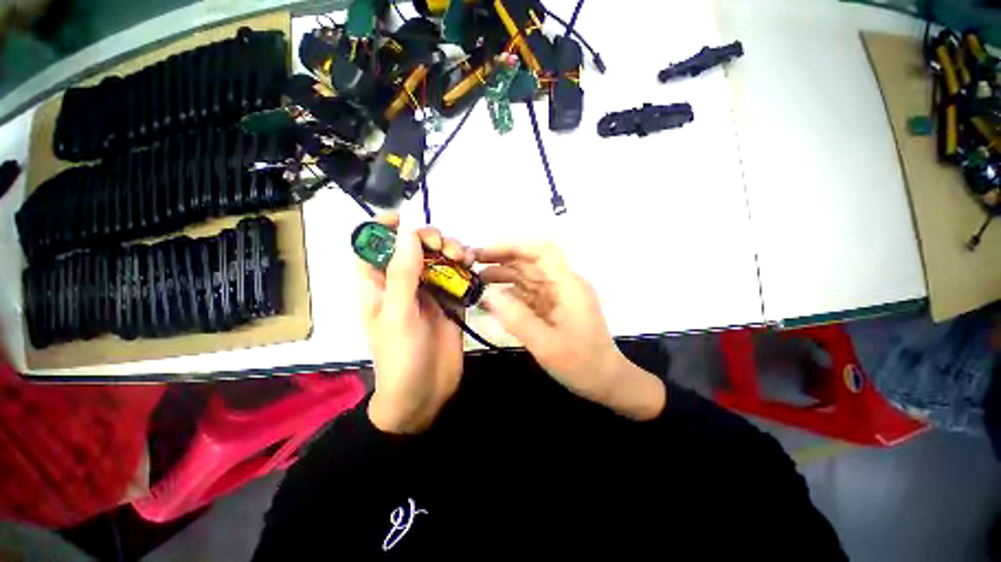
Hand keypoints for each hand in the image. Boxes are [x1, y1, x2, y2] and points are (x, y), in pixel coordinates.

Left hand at [358, 213, 470, 433]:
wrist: (425, 394)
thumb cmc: (401, 358)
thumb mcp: (398, 314)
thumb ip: (402, 274)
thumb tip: (407, 232)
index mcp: (378, 286)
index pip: (370, 246)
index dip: (381, 228)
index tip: (404, 218)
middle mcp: (402, 284)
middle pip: (412, 248)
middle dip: (428, 238)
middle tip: (444, 246)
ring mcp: (429, 291)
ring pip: (437, 258)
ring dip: (450, 250)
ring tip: (464, 257)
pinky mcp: (450, 300)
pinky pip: (457, 275)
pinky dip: (465, 266)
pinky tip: (473, 265)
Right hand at [476, 243, 665, 420]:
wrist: (605, 380)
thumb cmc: (581, 364)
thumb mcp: (547, 345)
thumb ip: (517, 319)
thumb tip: (489, 296)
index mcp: (567, 286)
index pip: (541, 252)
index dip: (513, 246)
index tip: (486, 252)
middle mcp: (562, 284)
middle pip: (531, 262)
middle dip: (502, 259)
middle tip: (473, 264)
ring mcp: (557, 296)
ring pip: (527, 276)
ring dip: (503, 275)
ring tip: (477, 280)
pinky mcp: (552, 307)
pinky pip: (528, 294)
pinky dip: (509, 294)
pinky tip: (491, 299)